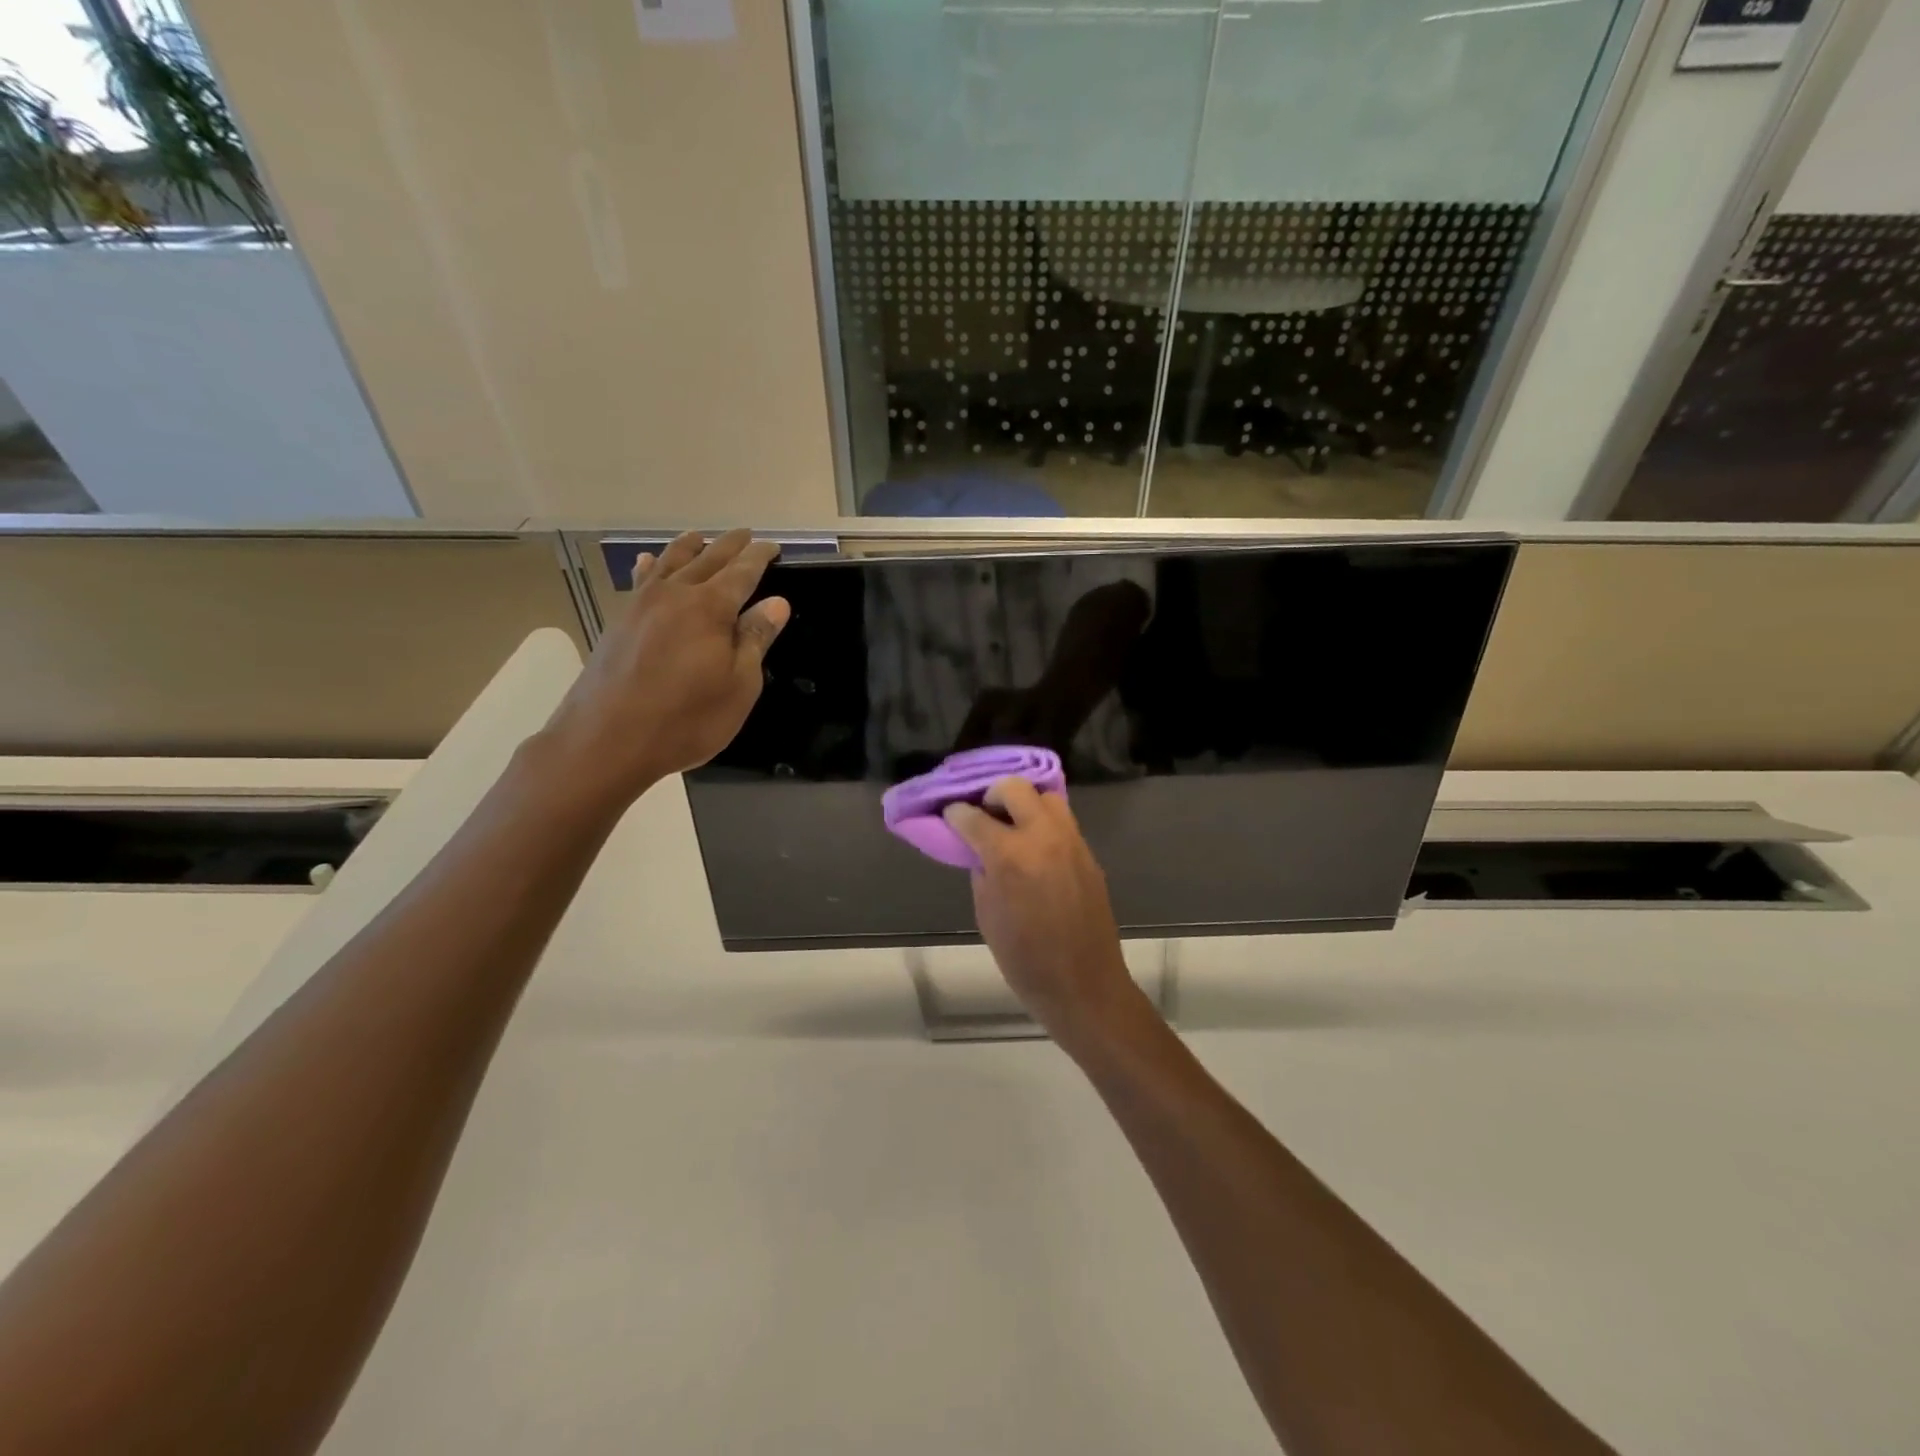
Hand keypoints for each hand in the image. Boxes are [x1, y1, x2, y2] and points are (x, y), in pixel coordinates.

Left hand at [544, 530, 789, 806]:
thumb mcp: (738, 686)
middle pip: (707, 559)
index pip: (742, 572)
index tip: (774, 547)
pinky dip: (649, 566)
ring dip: (689, 547)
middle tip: (745, 535)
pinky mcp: (619, 622)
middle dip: (729, 546)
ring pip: (669, 562)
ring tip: (700, 537)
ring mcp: (641, 606)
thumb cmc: (686, 719)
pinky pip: (640, 580)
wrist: (606, 740)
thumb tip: (776, 602)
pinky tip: (646, 562)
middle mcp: (675, 595)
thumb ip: (756, 640)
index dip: (760, 557)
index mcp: (710, 608)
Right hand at [943, 778, 1144, 1046]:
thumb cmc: (1024, 959)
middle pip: (1014, 787)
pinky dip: (1043, 823)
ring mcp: (1071, 841)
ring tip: (1011, 826)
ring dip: (1024, 803)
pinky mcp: (1088, 853)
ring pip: (1045, 796)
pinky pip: (1062, 821)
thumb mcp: (987, 914)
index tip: (950, 816)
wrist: (1083, 984)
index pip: (973, 816)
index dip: (956, 814)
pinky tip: (1033, 846)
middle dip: (992, 795)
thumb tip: (980, 849)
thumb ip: (982, 871)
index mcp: (1010, 856)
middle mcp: (1043, 837)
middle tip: (983, 815)